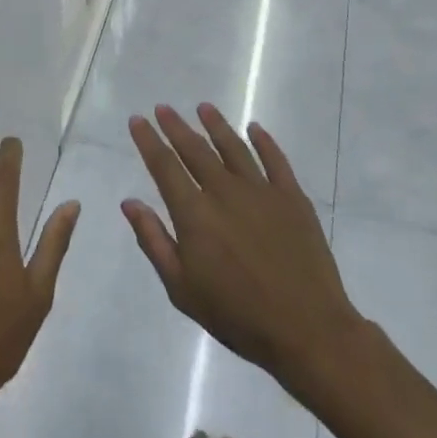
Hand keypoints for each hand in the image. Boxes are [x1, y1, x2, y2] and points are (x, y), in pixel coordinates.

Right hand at [123, 105, 364, 393]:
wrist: (306, 330)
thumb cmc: (237, 315)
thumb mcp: (182, 288)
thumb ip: (154, 241)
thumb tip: (130, 202)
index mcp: (194, 213)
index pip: (164, 166)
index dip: (149, 141)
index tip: (138, 120)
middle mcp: (225, 192)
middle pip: (195, 150)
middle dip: (176, 126)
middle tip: (163, 108)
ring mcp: (261, 191)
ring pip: (233, 147)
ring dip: (216, 125)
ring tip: (203, 108)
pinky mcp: (293, 198)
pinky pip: (275, 160)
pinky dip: (264, 141)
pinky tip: (255, 128)